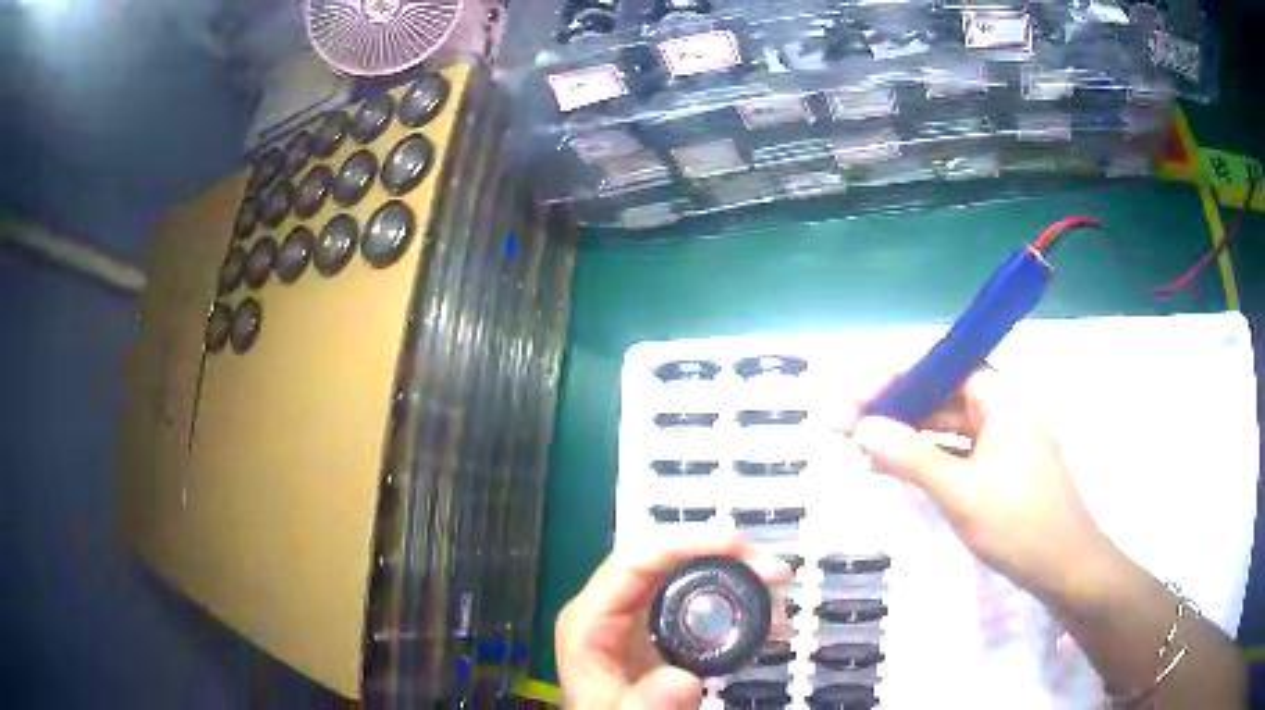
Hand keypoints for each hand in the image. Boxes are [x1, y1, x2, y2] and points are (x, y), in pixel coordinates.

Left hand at [555, 532, 791, 708]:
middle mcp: (612, 602)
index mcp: (591, 618)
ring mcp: (635, 609)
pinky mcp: (657, 620)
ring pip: (687, 571)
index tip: (739, 546)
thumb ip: (648, 702)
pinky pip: (697, 594)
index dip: (685, 544)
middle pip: (667, 559)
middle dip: (725, 556)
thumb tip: (685, 681)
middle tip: (776, 573)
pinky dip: (734, 598)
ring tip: (779, 593)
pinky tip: (764, 614)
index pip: (634, 563)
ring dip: (737, 574)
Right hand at [847, 368, 1111, 606]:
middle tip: (843, 428)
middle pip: (939, 392)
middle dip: (892, 406)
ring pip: (945, 423)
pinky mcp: (999, 464)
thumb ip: (911, 456)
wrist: (1065, 566)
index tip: (849, 401)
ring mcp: (1001, 436)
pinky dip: (925, 456)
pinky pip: (955, 448)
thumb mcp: (961, 491)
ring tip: (861, 450)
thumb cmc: (1020, 522)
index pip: (938, 365)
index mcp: (999, 394)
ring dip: (905, 433)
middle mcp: (1001, 405)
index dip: (890, 378)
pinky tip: (895, 469)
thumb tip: (861, 427)